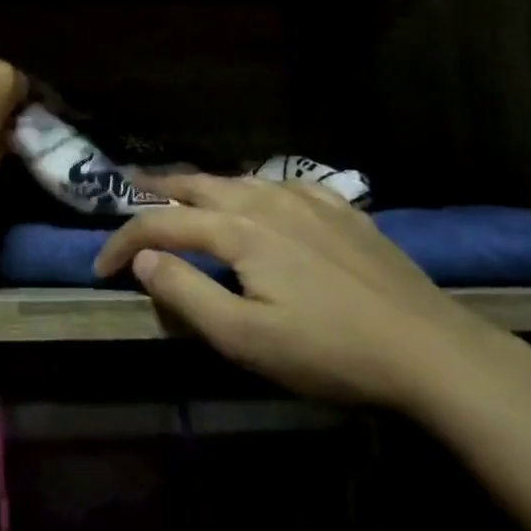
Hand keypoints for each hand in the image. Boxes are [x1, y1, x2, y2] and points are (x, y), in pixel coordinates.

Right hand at [92, 172, 507, 409]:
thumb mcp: (244, 337)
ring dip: (202, 186)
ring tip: (184, 193)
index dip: (124, 242)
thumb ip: (186, 292)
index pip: (162, 225)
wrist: (430, 349)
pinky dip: (253, 188)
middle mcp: (267, 200)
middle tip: (128, 192)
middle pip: (197, 185)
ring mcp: (309, 201)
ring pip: (239, 180)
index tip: (100, 268)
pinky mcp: (342, 211)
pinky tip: (261, 197)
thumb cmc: (328, 350)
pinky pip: (283, 185)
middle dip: (156, 190)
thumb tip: (145, 259)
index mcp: (238, 229)